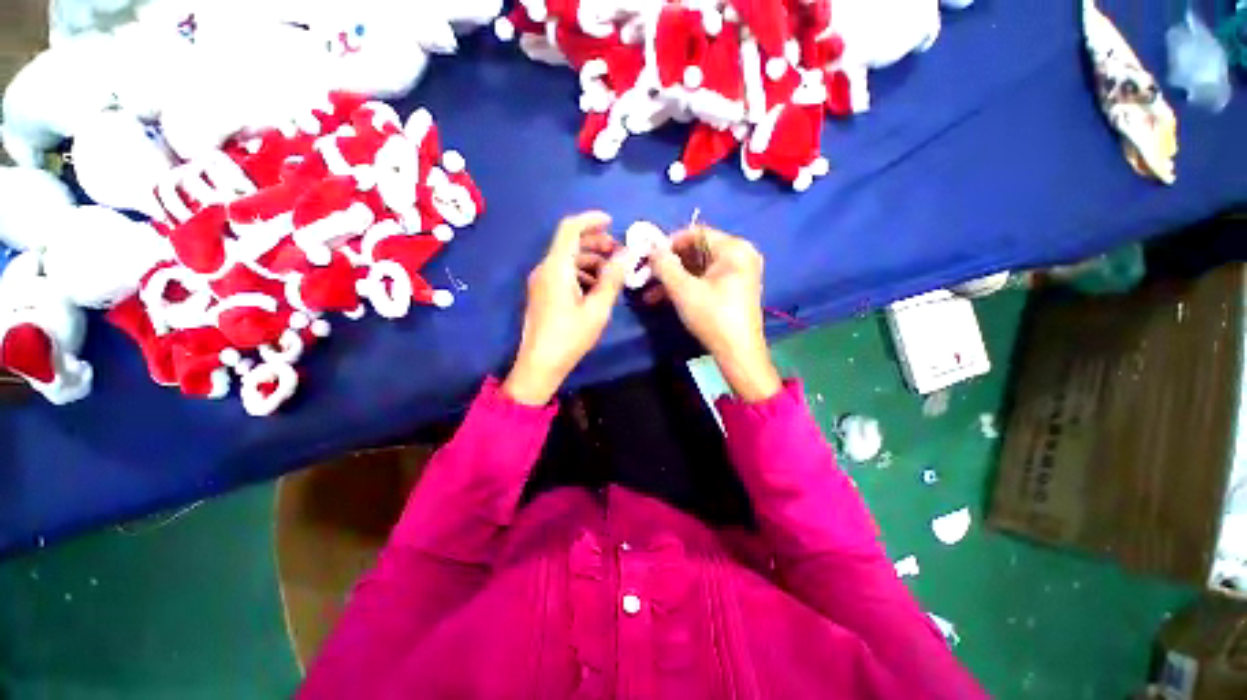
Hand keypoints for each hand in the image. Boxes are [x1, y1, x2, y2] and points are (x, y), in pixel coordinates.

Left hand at [503, 212, 627, 405]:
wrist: (539, 365)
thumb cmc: (570, 337)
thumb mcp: (597, 309)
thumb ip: (613, 279)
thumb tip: (628, 254)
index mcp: (556, 268)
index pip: (570, 229)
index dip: (591, 220)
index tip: (613, 222)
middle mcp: (545, 269)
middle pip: (570, 243)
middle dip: (596, 243)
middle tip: (619, 254)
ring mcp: (542, 282)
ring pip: (568, 260)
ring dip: (591, 260)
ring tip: (613, 273)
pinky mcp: (543, 294)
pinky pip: (564, 274)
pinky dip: (582, 273)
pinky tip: (597, 287)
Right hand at [650, 226, 781, 402]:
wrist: (738, 354)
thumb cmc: (712, 317)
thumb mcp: (683, 290)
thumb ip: (664, 265)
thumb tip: (651, 249)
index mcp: (734, 248)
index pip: (696, 233)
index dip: (669, 243)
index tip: (648, 256)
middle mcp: (739, 256)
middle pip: (696, 251)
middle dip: (668, 265)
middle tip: (645, 276)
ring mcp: (737, 274)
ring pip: (698, 269)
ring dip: (672, 279)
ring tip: (648, 294)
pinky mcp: (732, 290)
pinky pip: (704, 281)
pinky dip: (685, 288)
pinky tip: (663, 299)